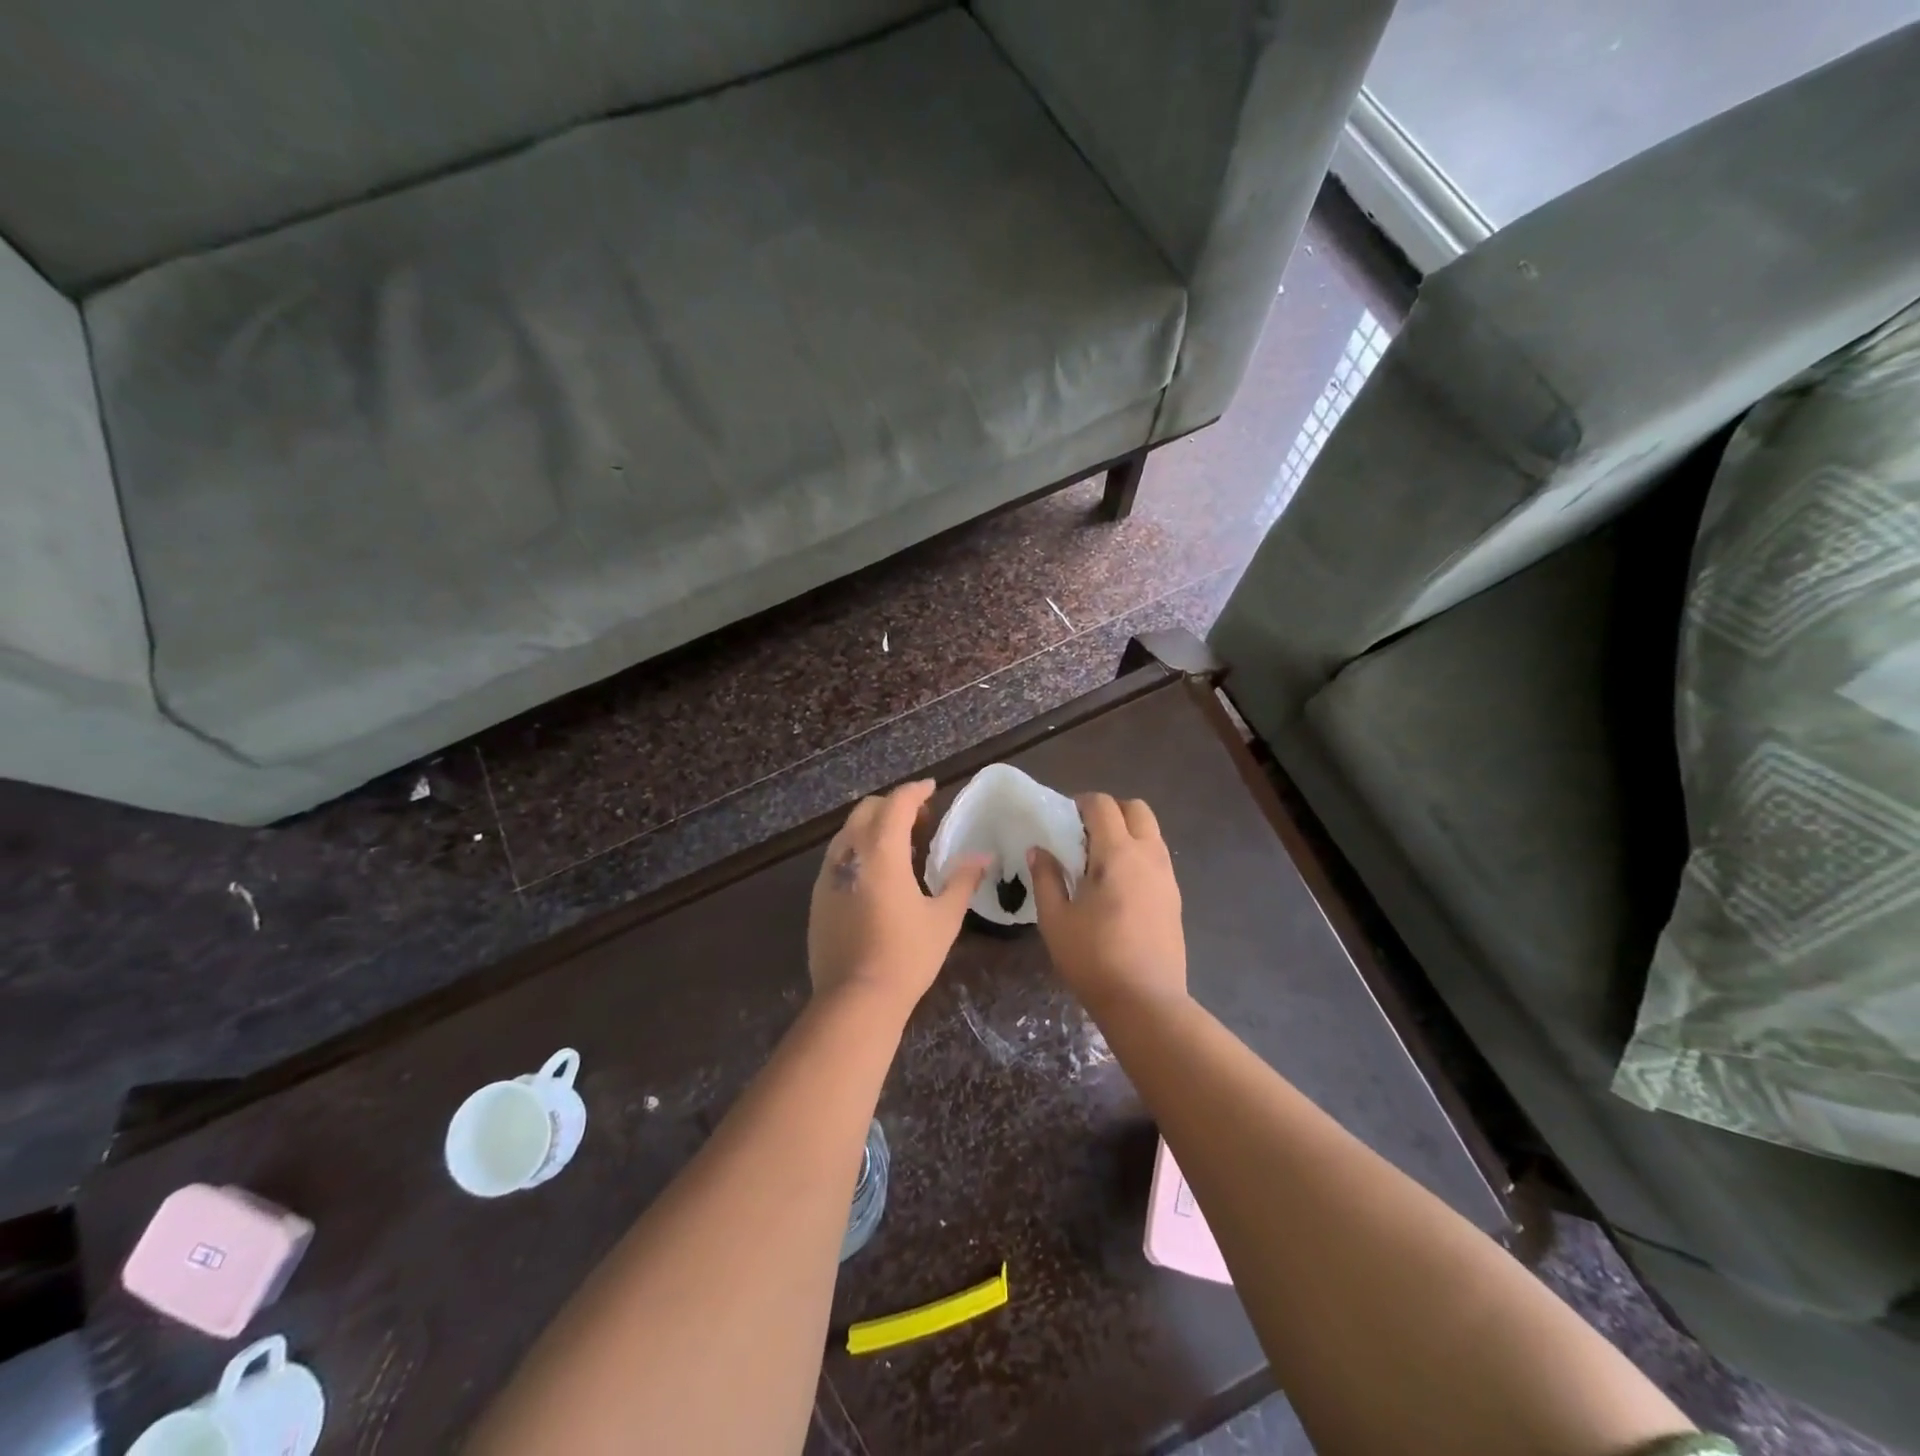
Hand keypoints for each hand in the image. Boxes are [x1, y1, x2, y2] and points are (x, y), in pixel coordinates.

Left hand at [808, 780, 988, 1015]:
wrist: (855, 998)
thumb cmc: (906, 955)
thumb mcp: (944, 918)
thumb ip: (962, 881)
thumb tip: (983, 857)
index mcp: (882, 851)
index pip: (897, 803)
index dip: (916, 790)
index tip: (932, 788)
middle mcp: (850, 853)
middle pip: (868, 810)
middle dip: (894, 805)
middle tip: (922, 820)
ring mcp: (828, 874)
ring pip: (849, 831)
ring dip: (875, 826)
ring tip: (902, 847)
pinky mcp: (818, 895)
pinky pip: (839, 856)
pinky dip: (860, 849)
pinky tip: (878, 874)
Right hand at [1029, 793, 1185, 1009]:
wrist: (1145, 1002)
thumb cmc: (1093, 958)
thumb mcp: (1055, 919)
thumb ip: (1045, 878)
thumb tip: (1039, 850)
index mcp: (1118, 853)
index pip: (1103, 805)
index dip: (1081, 803)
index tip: (1063, 820)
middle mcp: (1149, 856)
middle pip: (1136, 809)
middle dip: (1110, 811)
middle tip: (1083, 834)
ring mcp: (1167, 877)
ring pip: (1151, 833)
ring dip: (1127, 832)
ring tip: (1098, 861)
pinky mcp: (1175, 898)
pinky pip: (1157, 858)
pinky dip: (1137, 855)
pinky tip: (1117, 886)